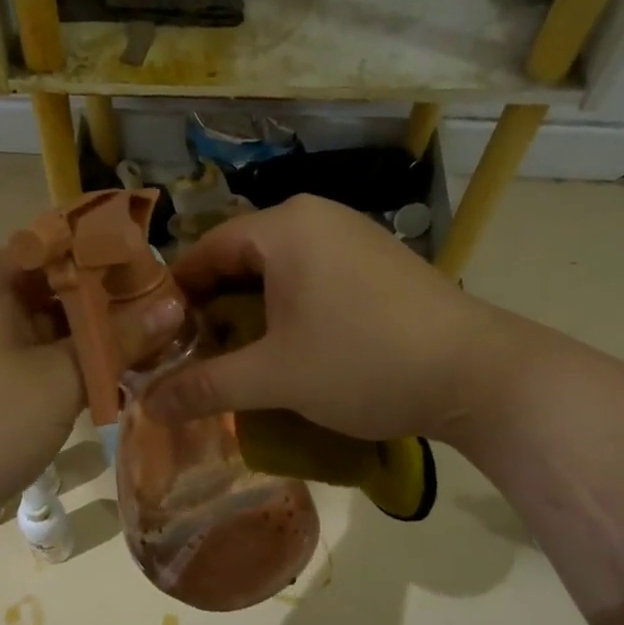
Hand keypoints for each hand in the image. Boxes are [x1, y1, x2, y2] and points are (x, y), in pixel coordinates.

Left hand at [0, 246, 180, 536]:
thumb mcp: (59, 379)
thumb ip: (119, 339)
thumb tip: (175, 304)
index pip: (69, 247)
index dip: (121, 263)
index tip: (167, 286)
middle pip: (60, 289)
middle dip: (113, 310)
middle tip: (170, 328)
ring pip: (48, 330)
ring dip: (93, 345)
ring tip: (152, 358)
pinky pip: (30, 363)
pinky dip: (66, 372)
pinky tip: (108, 389)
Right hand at [145, 196, 493, 441]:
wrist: (477, 375)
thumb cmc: (364, 362)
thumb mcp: (275, 378)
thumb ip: (206, 387)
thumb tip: (146, 406)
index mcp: (285, 227)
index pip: (205, 250)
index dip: (174, 297)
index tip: (157, 341)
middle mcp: (317, 218)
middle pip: (241, 260)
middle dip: (213, 310)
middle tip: (194, 359)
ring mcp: (352, 238)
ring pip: (278, 272)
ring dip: (251, 315)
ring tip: (237, 361)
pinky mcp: (377, 265)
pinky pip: (312, 279)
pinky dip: (289, 312)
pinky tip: (290, 352)